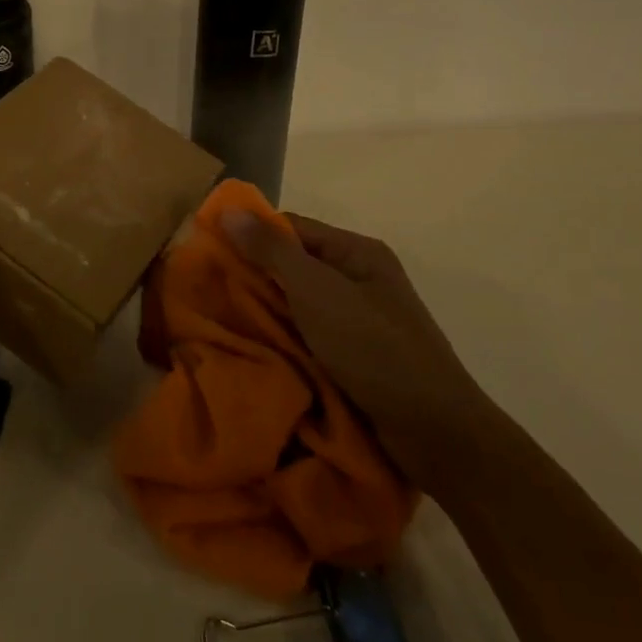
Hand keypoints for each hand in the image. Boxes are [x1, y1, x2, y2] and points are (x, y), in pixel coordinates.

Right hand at [222, 209, 495, 493]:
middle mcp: (360, 280)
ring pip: (297, 305)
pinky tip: (255, 349)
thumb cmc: (373, 348)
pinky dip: (283, 340)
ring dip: (264, 313)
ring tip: (220, 321)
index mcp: (357, 253)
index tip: (208, 252)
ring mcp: (359, 320)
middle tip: (207, 291)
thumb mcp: (317, 292)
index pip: (291, 228)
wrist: (433, 431)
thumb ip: (272, 251)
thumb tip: (228, 210)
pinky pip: (308, 337)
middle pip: (293, 266)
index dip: (250, 235)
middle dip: (253, 278)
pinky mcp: (355, 357)